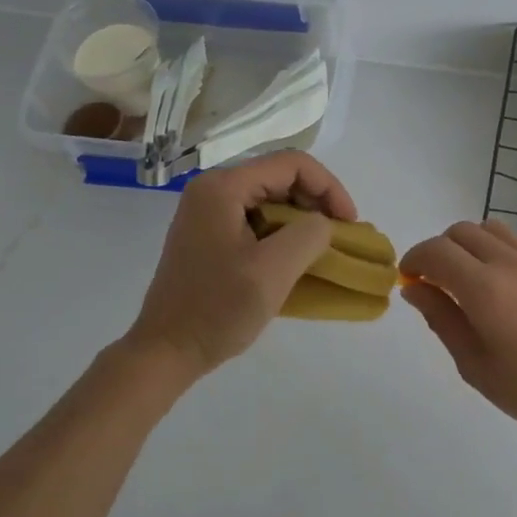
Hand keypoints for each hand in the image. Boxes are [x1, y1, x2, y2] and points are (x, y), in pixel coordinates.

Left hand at [127, 151, 357, 374]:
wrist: (166, 351)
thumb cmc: (217, 309)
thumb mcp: (273, 270)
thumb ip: (309, 235)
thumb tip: (323, 224)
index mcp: (223, 188)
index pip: (292, 164)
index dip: (329, 187)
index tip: (349, 223)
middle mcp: (213, 190)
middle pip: (281, 177)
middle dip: (317, 202)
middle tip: (339, 236)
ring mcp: (208, 213)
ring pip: (271, 198)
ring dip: (302, 219)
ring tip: (323, 248)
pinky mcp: (209, 235)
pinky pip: (257, 219)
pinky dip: (283, 232)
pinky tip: (297, 258)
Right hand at [399, 220, 516, 445]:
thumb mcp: (474, 364)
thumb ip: (441, 319)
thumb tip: (415, 289)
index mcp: (484, 288)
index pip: (436, 251)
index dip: (414, 260)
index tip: (410, 280)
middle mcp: (510, 262)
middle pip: (461, 231)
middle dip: (440, 250)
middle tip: (437, 283)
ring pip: (492, 229)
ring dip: (470, 246)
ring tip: (470, 281)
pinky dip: (499, 254)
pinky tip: (506, 290)